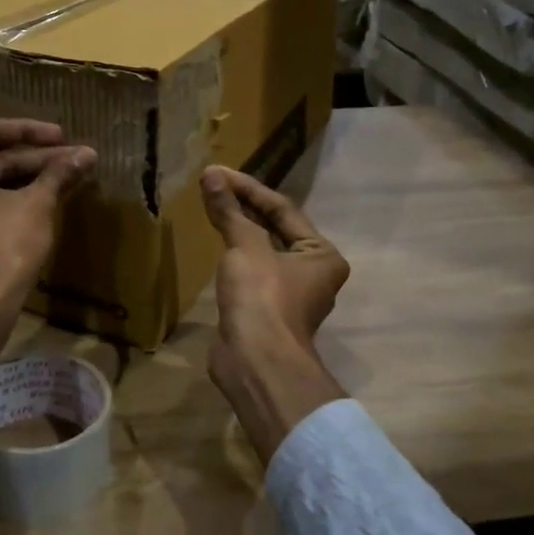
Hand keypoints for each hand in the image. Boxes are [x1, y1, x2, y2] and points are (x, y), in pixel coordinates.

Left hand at [0, 118, 96, 371]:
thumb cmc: (4, 248)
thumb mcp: (36, 205)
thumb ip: (59, 173)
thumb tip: (88, 153)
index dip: (32, 130)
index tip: (64, 135)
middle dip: (40, 157)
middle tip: (79, 157)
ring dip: (34, 175)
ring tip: (74, 173)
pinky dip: (20, 194)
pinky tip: (54, 193)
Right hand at [200, 166, 349, 462]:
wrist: (256, 362)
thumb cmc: (262, 297)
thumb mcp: (245, 246)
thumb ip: (230, 210)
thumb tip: (211, 175)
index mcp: (321, 255)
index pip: (283, 209)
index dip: (248, 188)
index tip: (217, 172)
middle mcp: (312, 272)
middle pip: (275, 228)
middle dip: (244, 205)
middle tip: (213, 184)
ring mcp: (289, 294)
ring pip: (262, 249)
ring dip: (239, 228)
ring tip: (213, 205)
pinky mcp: (266, 310)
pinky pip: (251, 270)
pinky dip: (235, 253)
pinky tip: (217, 242)